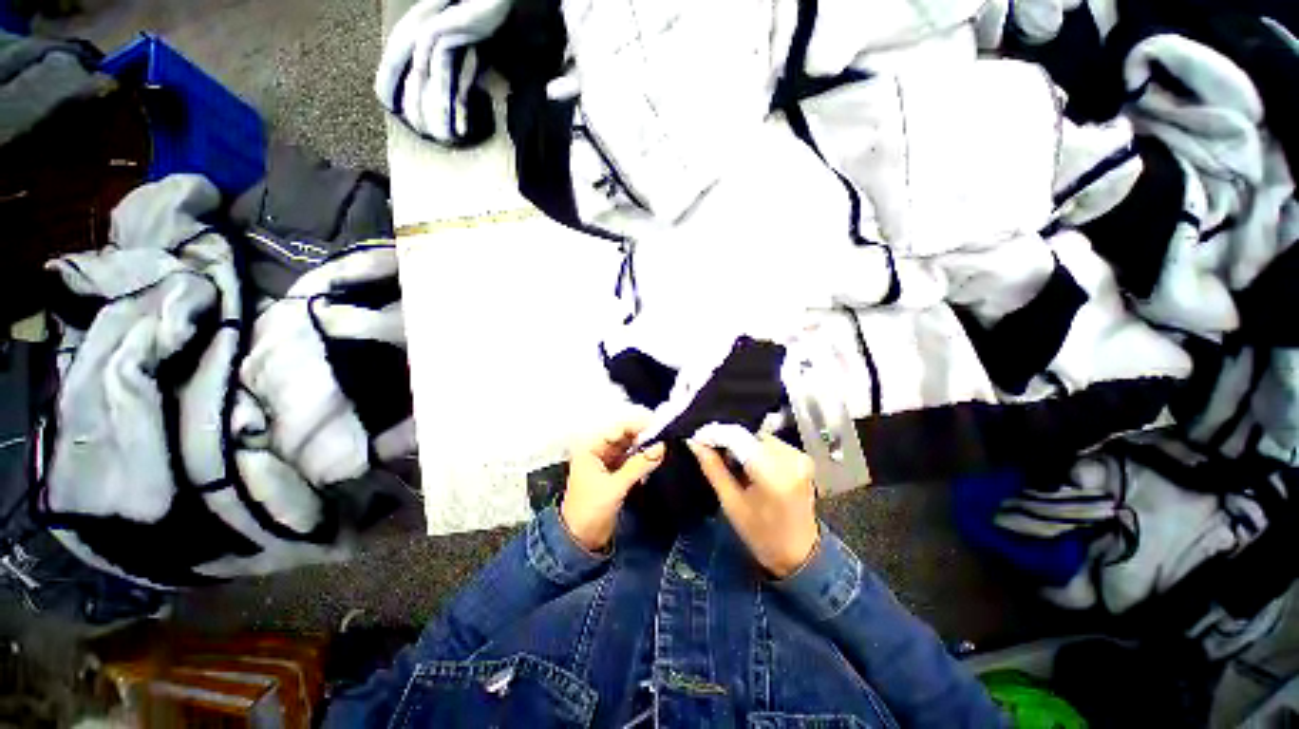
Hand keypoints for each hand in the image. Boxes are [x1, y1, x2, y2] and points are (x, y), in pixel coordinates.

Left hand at [561, 421, 665, 552]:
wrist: (580, 540)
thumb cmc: (590, 510)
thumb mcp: (615, 486)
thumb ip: (639, 465)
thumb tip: (661, 447)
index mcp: (590, 448)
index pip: (616, 428)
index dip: (636, 425)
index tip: (658, 424)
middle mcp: (597, 450)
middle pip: (623, 435)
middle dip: (642, 434)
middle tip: (664, 434)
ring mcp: (606, 461)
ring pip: (628, 447)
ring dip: (644, 446)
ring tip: (663, 443)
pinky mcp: (614, 473)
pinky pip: (630, 458)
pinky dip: (642, 457)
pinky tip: (654, 456)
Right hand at [689, 436, 819, 577]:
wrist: (800, 554)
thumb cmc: (761, 535)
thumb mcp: (731, 503)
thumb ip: (713, 468)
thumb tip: (694, 442)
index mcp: (773, 473)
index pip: (738, 437)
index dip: (714, 433)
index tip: (696, 438)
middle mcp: (790, 458)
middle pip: (749, 435)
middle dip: (727, 440)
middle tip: (710, 453)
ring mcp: (799, 456)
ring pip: (758, 437)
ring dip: (741, 445)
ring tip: (731, 465)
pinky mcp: (802, 457)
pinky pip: (770, 443)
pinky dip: (755, 449)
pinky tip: (749, 466)